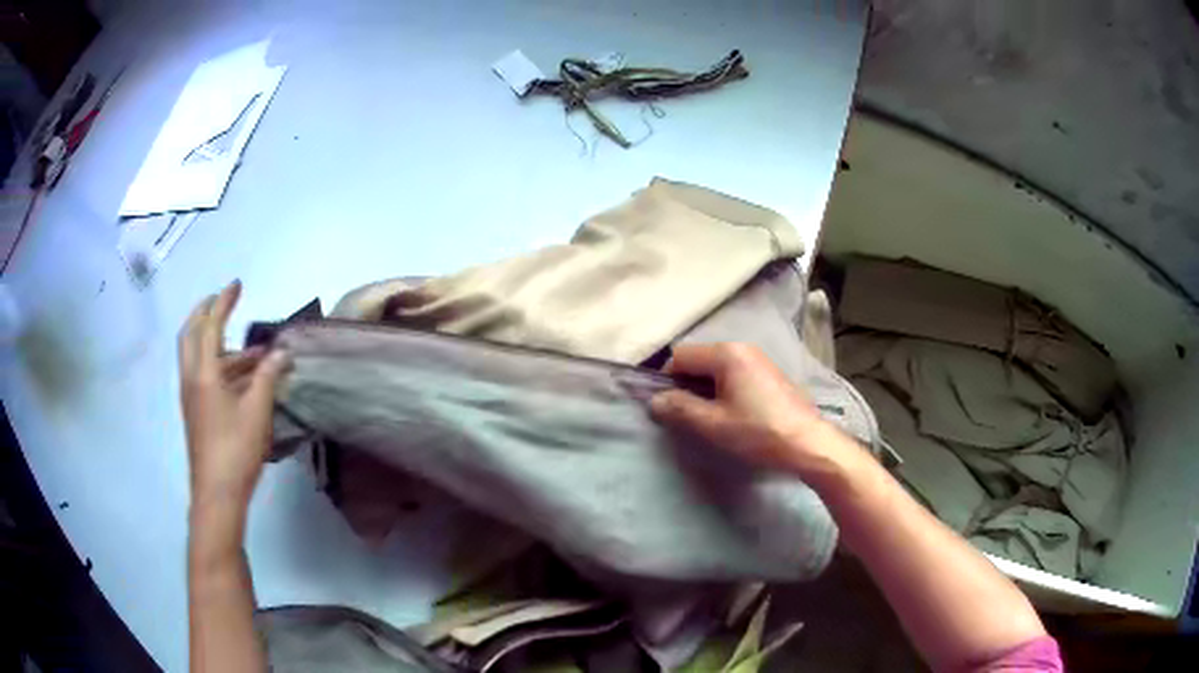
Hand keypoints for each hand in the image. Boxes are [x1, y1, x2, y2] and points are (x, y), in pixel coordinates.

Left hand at [178, 281, 287, 509]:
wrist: (217, 494)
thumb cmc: (236, 450)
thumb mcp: (256, 412)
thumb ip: (267, 377)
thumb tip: (281, 352)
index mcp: (203, 374)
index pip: (210, 325)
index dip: (223, 302)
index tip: (237, 285)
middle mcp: (191, 379)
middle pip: (190, 334)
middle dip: (205, 313)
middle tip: (223, 302)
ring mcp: (192, 397)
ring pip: (197, 357)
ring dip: (218, 344)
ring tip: (252, 350)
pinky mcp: (196, 413)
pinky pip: (202, 375)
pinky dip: (219, 365)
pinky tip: (243, 379)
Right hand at [650, 343, 829, 473]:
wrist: (808, 444)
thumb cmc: (758, 432)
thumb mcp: (713, 424)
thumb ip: (680, 408)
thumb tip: (654, 400)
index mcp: (726, 354)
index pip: (680, 356)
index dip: (667, 381)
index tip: (670, 408)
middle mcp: (742, 348)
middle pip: (699, 359)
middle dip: (687, 385)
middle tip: (689, 416)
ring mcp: (759, 359)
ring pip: (717, 368)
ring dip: (706, 389)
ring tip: (711, 418)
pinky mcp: (770, 374)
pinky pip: (735, 374)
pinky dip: (725, 390)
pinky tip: (734, 415)